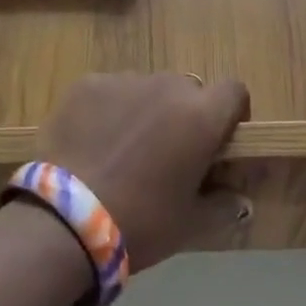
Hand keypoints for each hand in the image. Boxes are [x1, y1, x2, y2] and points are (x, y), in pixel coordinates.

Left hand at [36, 73, 251, 270]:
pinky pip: (110, 91)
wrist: (64, 221)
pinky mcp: (87, 84)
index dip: (231, 113)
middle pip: (188, 90)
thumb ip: (223, 205)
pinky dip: (108, 110)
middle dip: (184, 115)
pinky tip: (92, 143)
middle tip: (167, 154)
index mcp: (201, 117)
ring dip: (146, 111)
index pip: (234, 91)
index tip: (219, 140)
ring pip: (147, 89)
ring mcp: (125, 81)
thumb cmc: (140, 223)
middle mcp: (168, 87)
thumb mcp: (190, 224)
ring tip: (123, 151)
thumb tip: (240, 199)